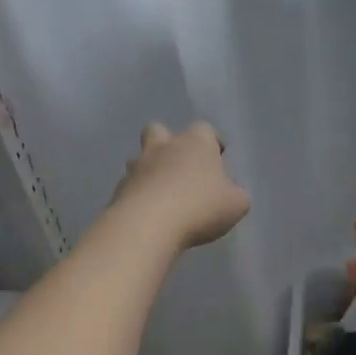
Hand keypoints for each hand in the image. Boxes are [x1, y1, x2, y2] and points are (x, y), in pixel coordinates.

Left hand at [113, 122, 250, 249]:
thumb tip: (231, 194)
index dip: (212, 142)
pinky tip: (148, 213)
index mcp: (196, 142)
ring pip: (141, 157)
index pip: (206, 130)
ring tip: (162, 194)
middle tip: (180, 166)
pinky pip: (130, 185)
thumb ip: (235, 195)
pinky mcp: (119, 188)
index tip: (218, 157)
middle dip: (168, 143)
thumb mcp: (236, 205)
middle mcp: (164, 146)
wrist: (149, 224)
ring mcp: (138, 165)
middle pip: (160, 130)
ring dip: (150, 170)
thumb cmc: (200, 208)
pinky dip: (138, 194)